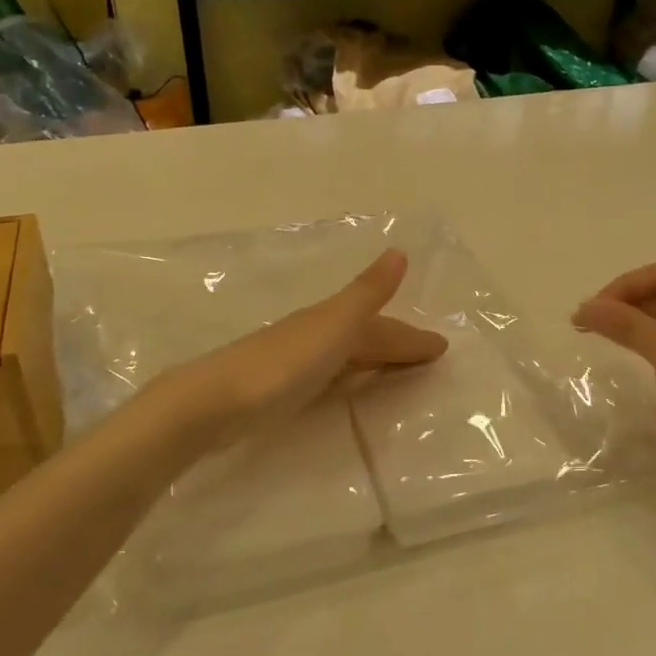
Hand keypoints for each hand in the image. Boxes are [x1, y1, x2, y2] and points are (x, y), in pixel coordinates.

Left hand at [148, 250, 447, 452]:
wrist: (212, 403)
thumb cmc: (282, 364)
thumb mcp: (333, 326)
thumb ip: (367, 294)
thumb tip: (399, 251)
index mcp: (330, 321)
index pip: (382, 327)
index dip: (411, 336)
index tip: (442, 348)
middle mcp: (315, 336)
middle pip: (365, 338)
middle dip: (397, 344)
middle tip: (429, 359)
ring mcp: (295, 363)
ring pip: (347, 356)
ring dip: (375, 360)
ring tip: (399, 372)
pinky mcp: (280, 391)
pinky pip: (331, 376)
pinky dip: (350, 376)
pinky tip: (348, 387)